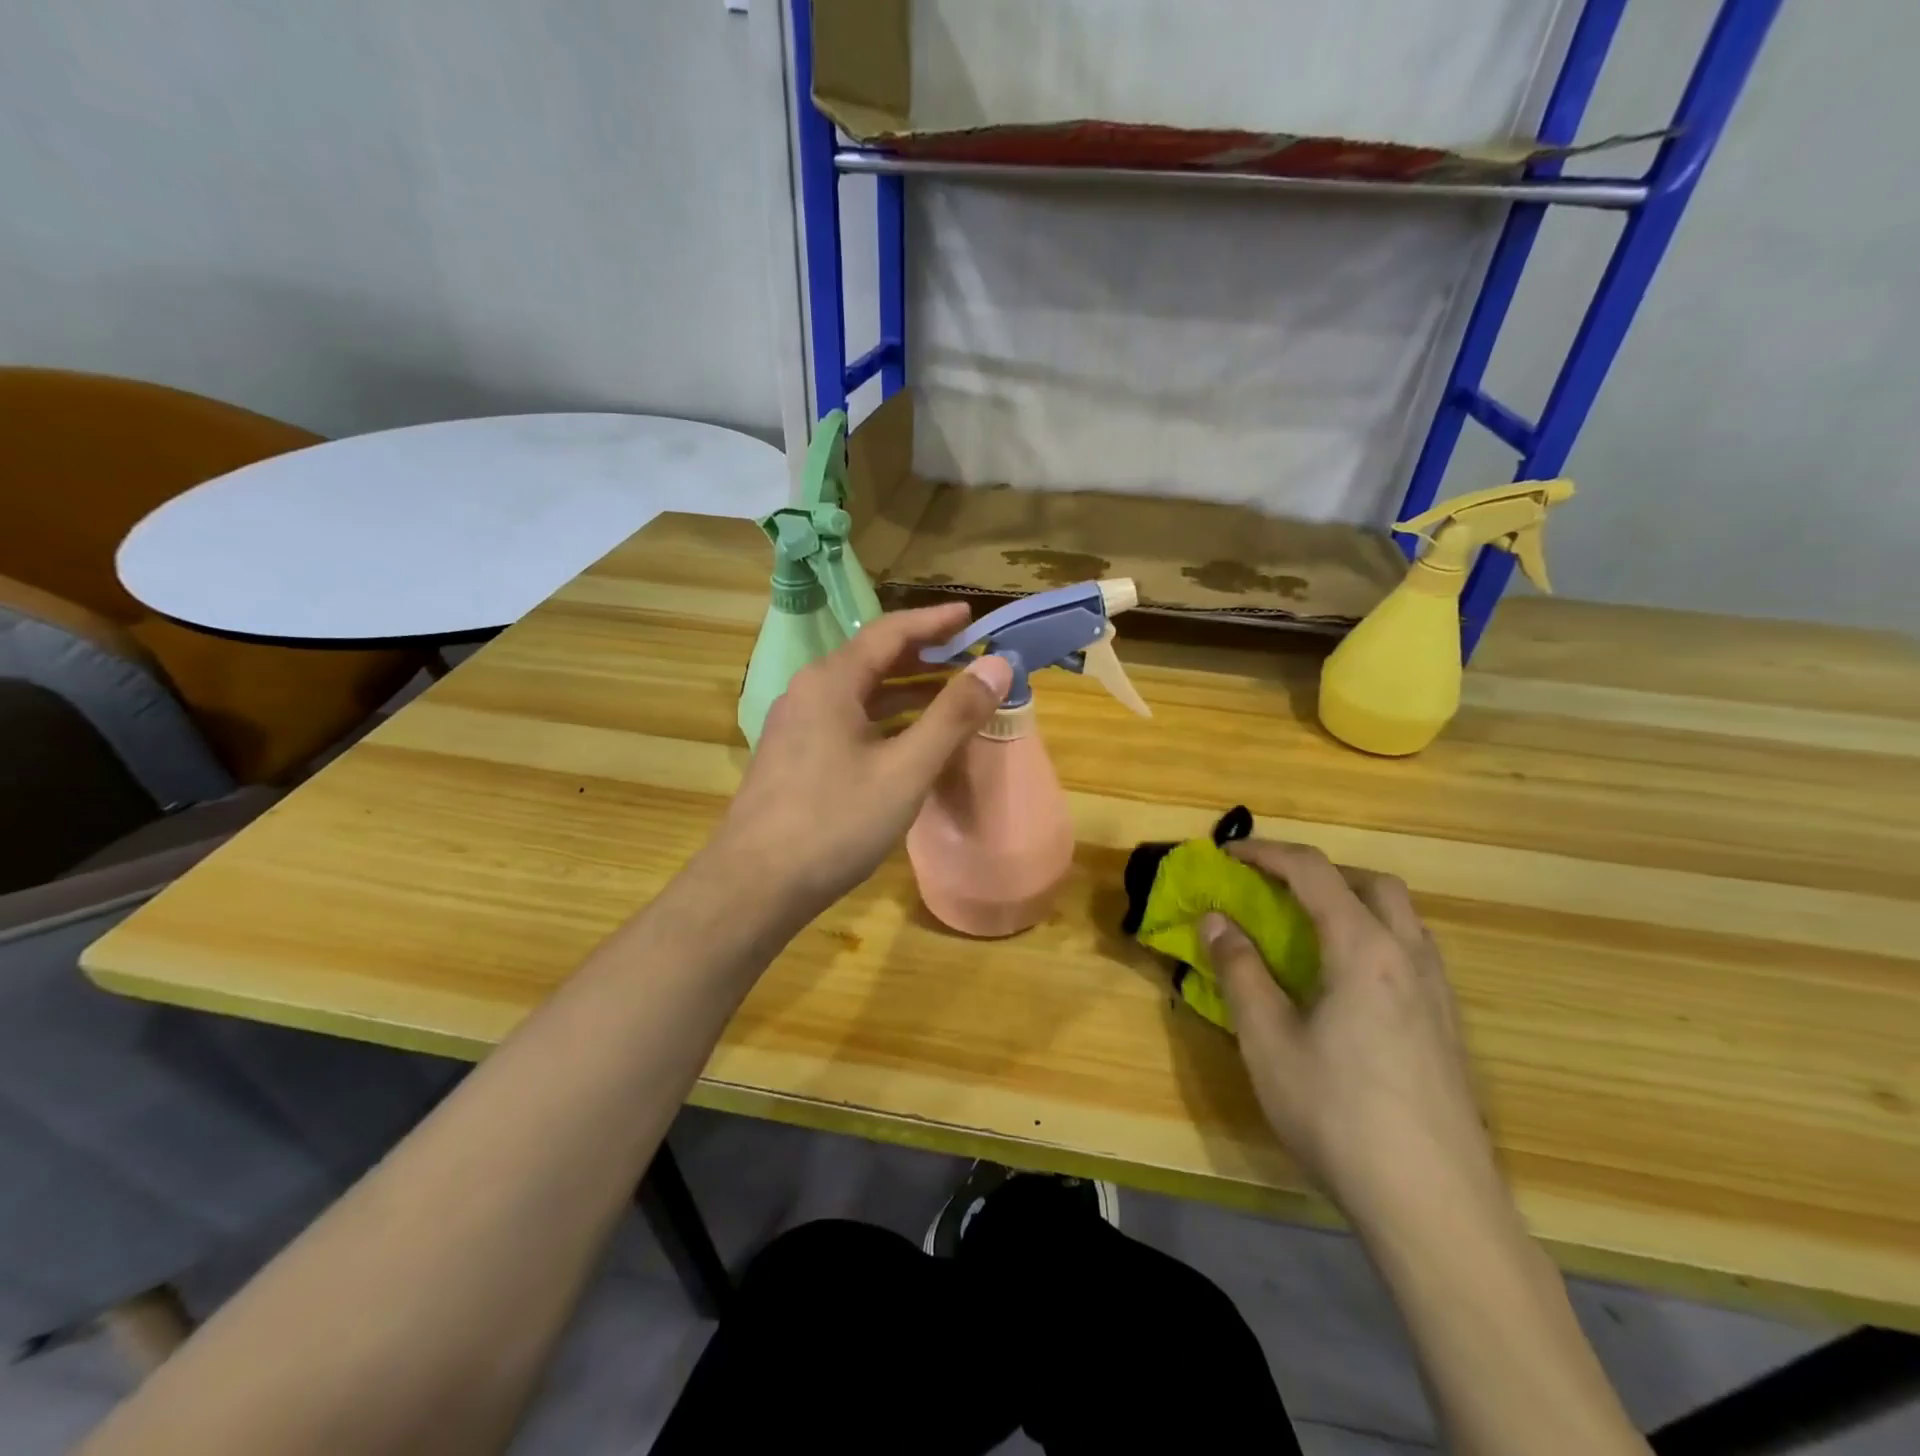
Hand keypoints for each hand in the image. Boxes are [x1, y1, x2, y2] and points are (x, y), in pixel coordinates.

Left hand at [713, 603, 1012, 923]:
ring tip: (950, 696)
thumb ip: (953, 715)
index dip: (934, 621)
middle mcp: (809, 692)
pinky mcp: (794, 757)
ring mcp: (796, 726)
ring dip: (905, 691)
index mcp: (831, 681)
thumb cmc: (835, 822)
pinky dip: (884, 720)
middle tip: (969, 657)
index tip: (972, 616)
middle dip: (923, 656)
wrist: (755, 885)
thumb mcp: (906, 769)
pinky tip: (908, 742)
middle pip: (872, 659)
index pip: (890, 632)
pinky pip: (847, 721)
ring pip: (859, 694)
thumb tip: (997, 665)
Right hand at [1202, 841, 1502, 1233]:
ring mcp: (1438, 993)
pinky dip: (1374, 936)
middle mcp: (1409, 957)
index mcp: (1363, 949)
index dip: (1266, 853)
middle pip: (1372, 882)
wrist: (1435, 1207)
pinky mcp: (1449, 1027)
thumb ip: (1240, 971)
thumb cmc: (1337, 1115)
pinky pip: (1412, 952)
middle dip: (1319, 871)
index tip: (1226, 855)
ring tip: (1309, 928)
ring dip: (1352, 901)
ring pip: (1401, 916)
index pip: (1314, 872)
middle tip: (1275, 888)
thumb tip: (1216, 919)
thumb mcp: (1267, 1041)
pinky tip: (1348, 982)